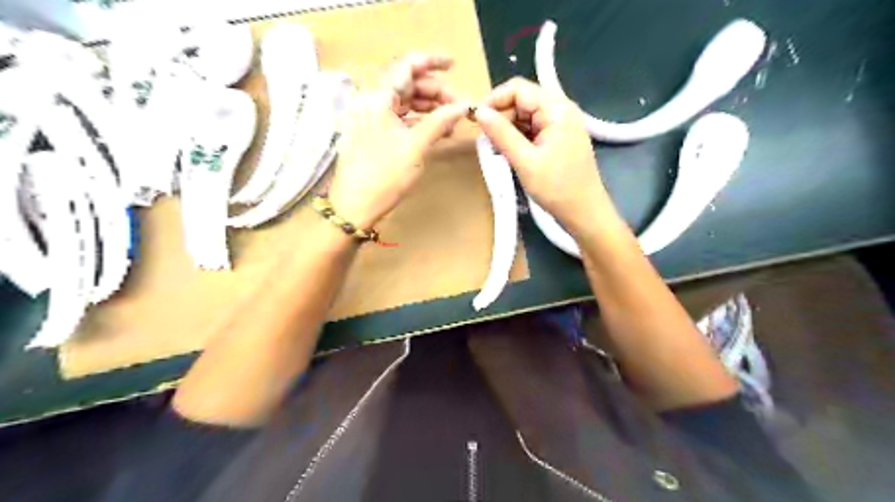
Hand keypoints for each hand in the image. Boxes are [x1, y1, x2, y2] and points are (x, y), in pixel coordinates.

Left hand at [328, 54, 467, 228]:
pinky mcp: (371, 133)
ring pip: (404, 101)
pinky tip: (434, 130)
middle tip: (459, 106)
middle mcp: (371, 102)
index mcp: (377, 99)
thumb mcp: (415, 148)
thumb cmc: (383, 177)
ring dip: (428, 107)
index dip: (431, 61)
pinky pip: (398, 117)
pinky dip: (417, 120)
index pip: (406, 66)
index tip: (453, 64)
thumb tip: (463, 106)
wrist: (354, 207)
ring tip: (451, 121)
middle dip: (435, 91)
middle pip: (407, 84)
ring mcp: (369, 118)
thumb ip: (439, 122)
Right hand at [476, 76, 615, 237]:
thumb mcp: (525, 161)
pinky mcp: (560, 137)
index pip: (519, 88)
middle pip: (523, 99)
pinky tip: (512, 153)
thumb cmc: (557, 188)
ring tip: (498, 149)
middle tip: (487, 139)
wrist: (585, 212)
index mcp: (557, 109)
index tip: (477, 121)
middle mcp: (562, 110)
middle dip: (502, 115)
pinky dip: (520, 137)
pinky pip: (535, 128)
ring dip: (510, 128)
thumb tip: (479, 112)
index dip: (495, 100)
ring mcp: (563, 124)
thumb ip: (501, 134)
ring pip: (527, 115)